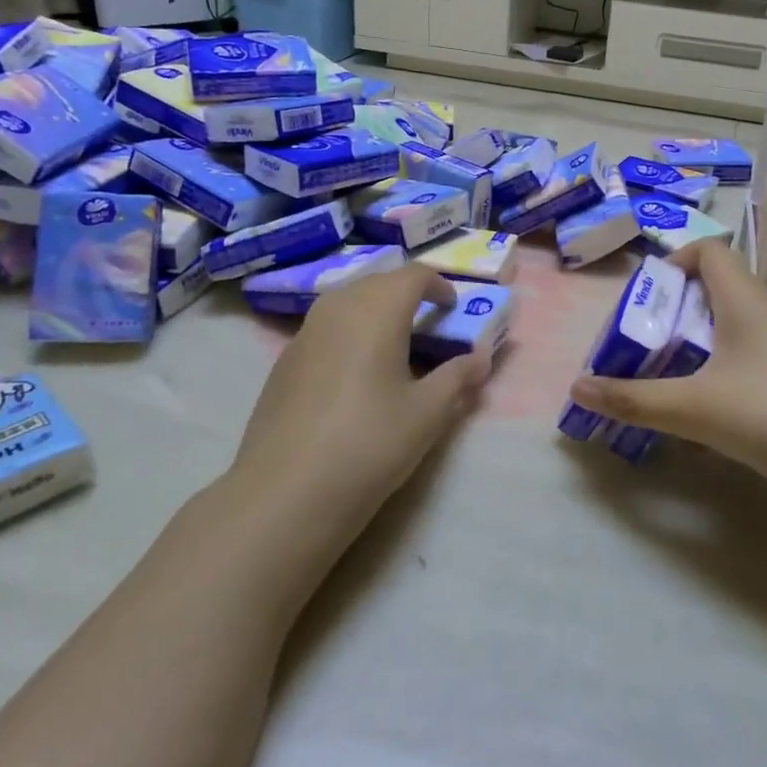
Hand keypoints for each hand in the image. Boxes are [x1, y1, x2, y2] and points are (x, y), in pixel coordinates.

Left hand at [230, 264, 491, 546]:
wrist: (286, 491)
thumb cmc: (369, 443)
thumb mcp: (427, 413)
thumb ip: (458, 378)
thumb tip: (481, 359)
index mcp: (377, 310)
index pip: (413, 275)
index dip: (438, 284)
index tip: (453, 307)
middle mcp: (338, 308)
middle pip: (378, 282)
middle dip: (406, 294)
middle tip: (428, 324)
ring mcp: (305, 332)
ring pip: (347, 302)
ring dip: (375, 311)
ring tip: (394, 346)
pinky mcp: (285, 360)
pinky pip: (326, 327)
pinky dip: (349, 333)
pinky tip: (354, 374)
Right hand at [568, 239, 766, 503]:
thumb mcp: (693, 408)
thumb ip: (634, 399)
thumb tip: (578, 387)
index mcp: (744, 299)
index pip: (710, 251)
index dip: (675, 262)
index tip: (649, 299)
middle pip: (717, 290)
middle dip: (677, 313)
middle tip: (647, 345)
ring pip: (736, 328)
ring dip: (700, 346)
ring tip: (672, 378)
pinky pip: (754, 358)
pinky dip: (726, 372)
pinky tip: (713, 413)